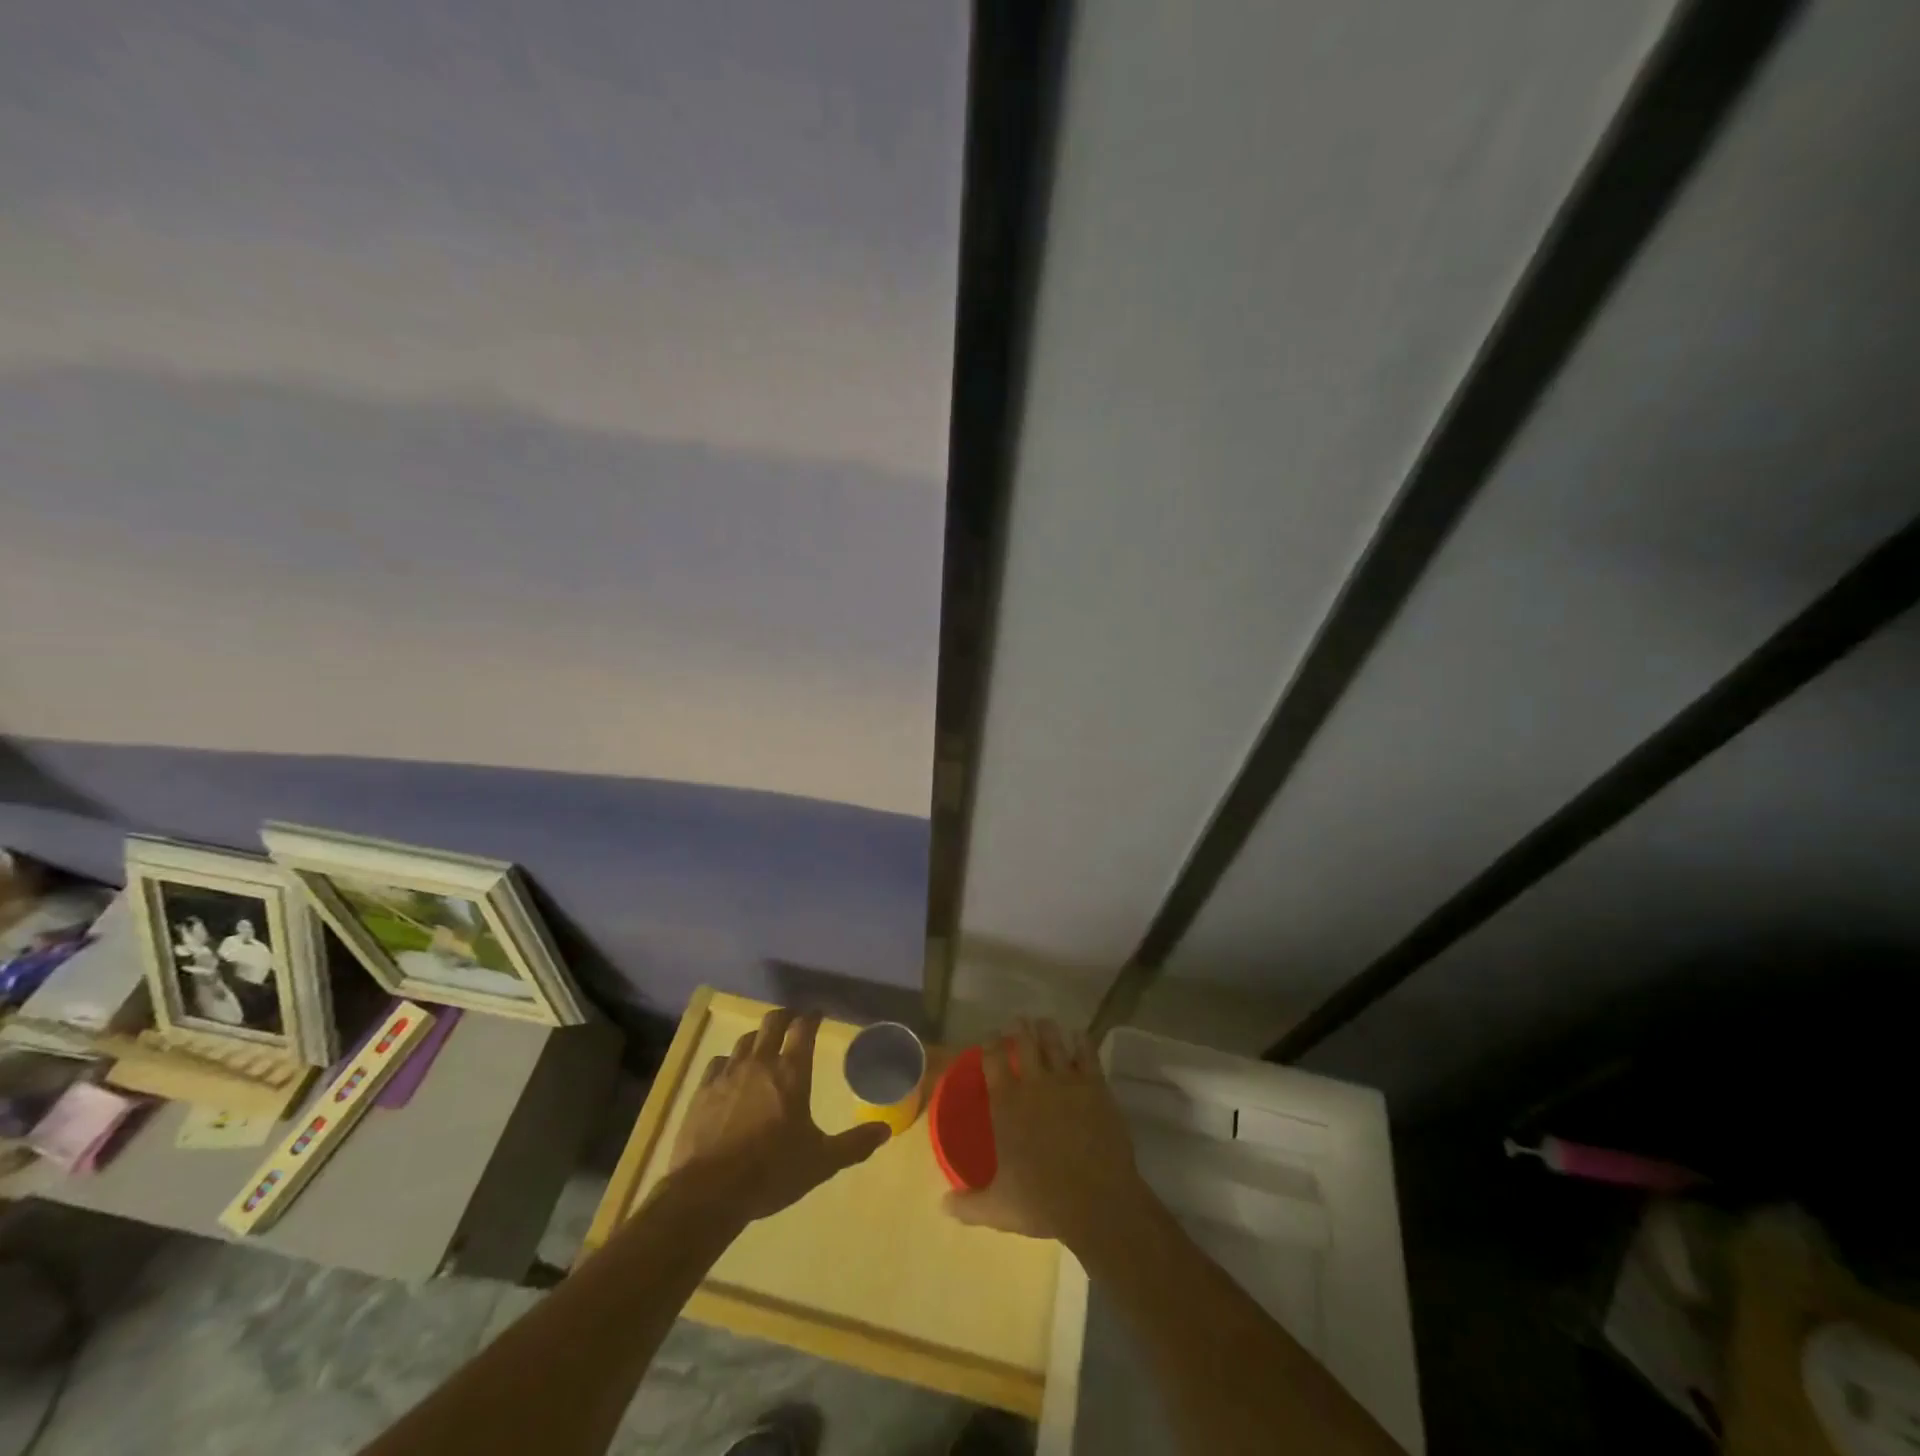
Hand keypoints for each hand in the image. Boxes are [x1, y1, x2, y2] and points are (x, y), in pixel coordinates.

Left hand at [665, 1007, 888, 1224]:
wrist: (707, 1193)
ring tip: (765, 1047)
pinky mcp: (702, 1091)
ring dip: (759, 1038)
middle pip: (772, 1022)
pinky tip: (730, 1073)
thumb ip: (854, 1144)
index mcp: (791, 1073)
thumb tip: (885, 1130)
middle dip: (785, 1016)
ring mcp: (727, 1074)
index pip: (803, 1028)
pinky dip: (730, 1061)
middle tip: (793, 1021)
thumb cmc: (770, 1173)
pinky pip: (718, 1062)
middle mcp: (760, 1063)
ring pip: (745, 1040)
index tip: (818, 1014)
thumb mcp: (820, 1162)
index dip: (812, 1016)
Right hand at [943, 1017, 1147, 1256]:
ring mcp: (1067, 1081)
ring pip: (1055, 1043)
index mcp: (1006, 1103)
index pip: (993, 1059)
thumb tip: (942, 1205)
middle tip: (1018, 1021)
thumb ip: (968, 1204)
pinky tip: (1080, 1036)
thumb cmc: (1042, 1201)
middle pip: (1024, 1042)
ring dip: (1048, 1030)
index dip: (989, 1043)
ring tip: (1044, 1022)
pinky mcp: (1095, 1087)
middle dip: (1019, 1028)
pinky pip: (1088, 1055)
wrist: (1097, 1201)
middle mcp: (1034, 1083)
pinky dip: (1082, 1042)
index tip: (989, 1035)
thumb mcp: (997, 1209)